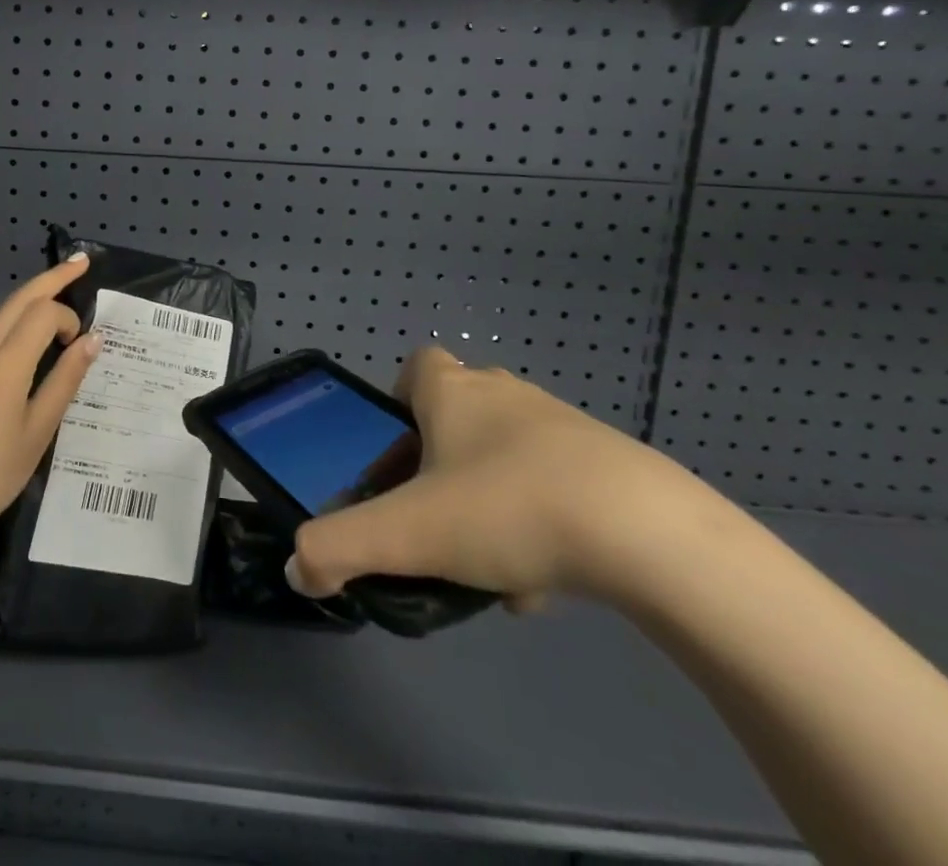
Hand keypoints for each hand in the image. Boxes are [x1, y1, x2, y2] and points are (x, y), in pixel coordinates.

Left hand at [0, 256, 100, 583]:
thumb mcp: (39, 431)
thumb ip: (65, 380)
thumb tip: (92, 340)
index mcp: (4, 366)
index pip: (42, 314)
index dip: (68, 318)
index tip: (81, 343)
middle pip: (17, 300)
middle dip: (50, 278)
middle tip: (80, 262)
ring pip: (0, 318)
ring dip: (31, 302)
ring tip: (59, 296)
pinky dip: (14, 330)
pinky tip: (28, 348)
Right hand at [288, 347, 705, 611]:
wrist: (648, 535)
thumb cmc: (507, 509)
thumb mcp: (408, 534)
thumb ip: (340, 548)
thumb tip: (298, 569)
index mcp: (453, 393)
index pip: (418, 366)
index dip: (400, 403)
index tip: (399, 455)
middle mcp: (505, 396)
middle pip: (460, 414)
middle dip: (441, 462)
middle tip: (434, 517)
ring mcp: (563, 427)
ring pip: (508, 456)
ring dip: (490, 500)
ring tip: (487, 565)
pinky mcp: (612, 466)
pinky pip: (557, 486)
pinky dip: (541, 524)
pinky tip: (545, 581)